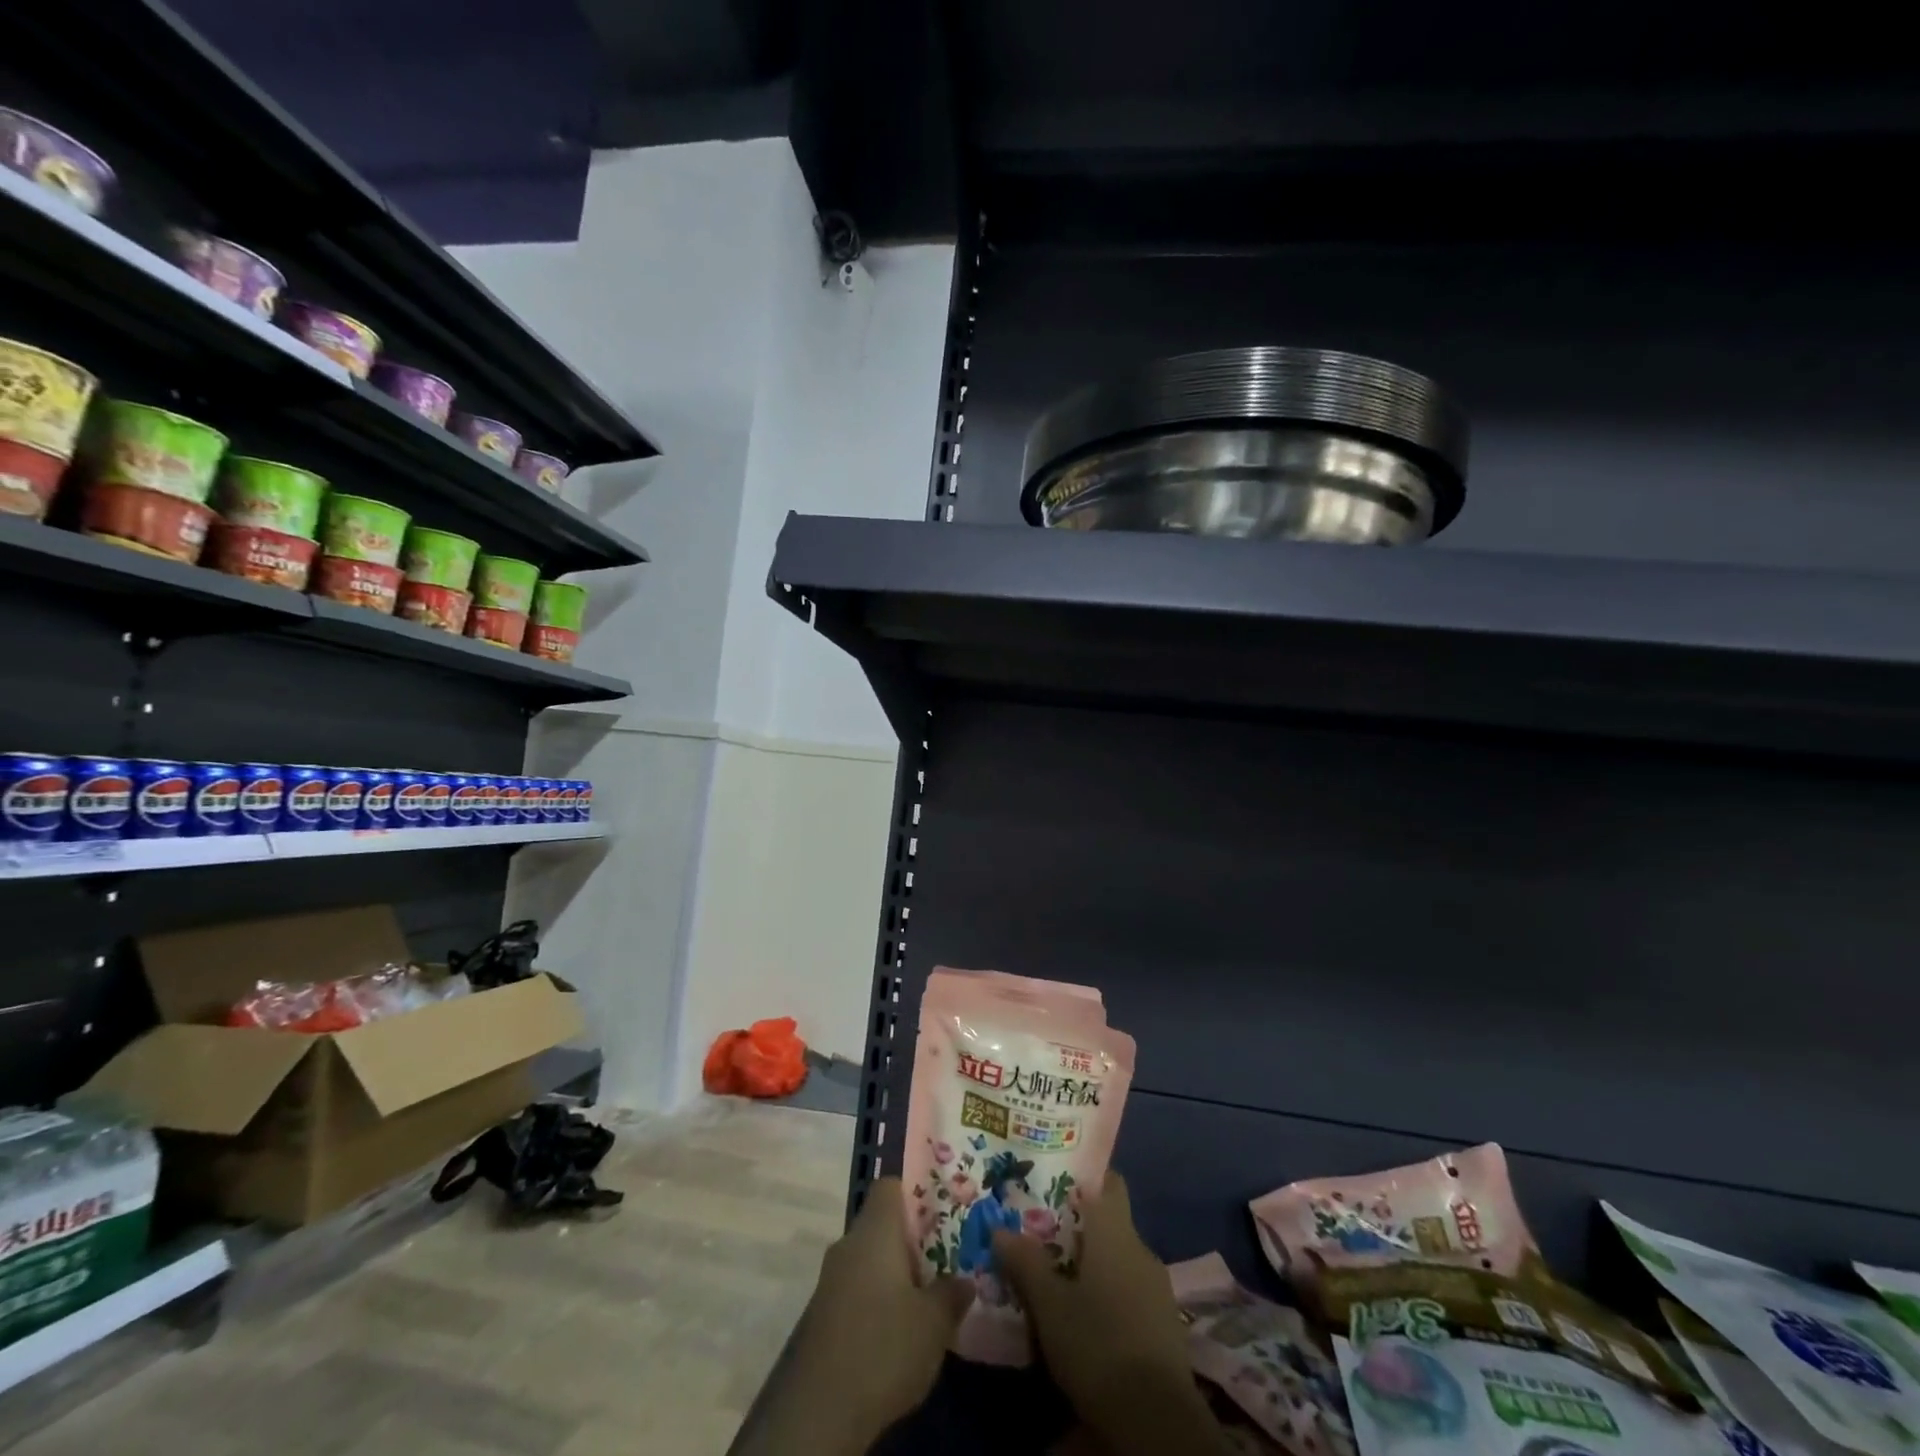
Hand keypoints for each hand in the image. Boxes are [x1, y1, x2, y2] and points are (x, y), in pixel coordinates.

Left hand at [738, 1177, 969, 1455]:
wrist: (820, 1411)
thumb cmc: (884, 1346)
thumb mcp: (934, 1322)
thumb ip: (952, 1293)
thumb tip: (965, 1280)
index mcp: (875, 1230)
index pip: (890, 1186)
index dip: (915, 1193)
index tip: (940, 1214)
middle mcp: (848, 1244)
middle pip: (881, 1225)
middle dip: (911, 1241)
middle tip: (943, 1260)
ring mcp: (830, 1280)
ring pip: (868, 1260)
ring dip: (893, 1275)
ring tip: (926, 1298)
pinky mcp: (822, 1315)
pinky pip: (856, 1290)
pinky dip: (876, 1301)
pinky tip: (896, 1331)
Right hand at [994, 1174, 1227, 1455]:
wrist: (1157, 1421)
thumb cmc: (1098, 1344)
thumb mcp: (1050, 1306)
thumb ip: (1025, 1263)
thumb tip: (999, 1228)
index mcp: (1116, 1233)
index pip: (1109, 1182)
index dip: (1086, 1177)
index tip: (1058, 1178)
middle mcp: (1141, 1250)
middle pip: (1110, 1223)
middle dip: (1079, 1227)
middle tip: (1042, 1232)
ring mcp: (1157, 1289)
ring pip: (1119, 1261)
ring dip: (1093, 1265)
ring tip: (1058, 1276)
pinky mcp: (1164, 1325)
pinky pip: (1130, 1292)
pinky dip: (1109, 1295)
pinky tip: (1086, 1316)